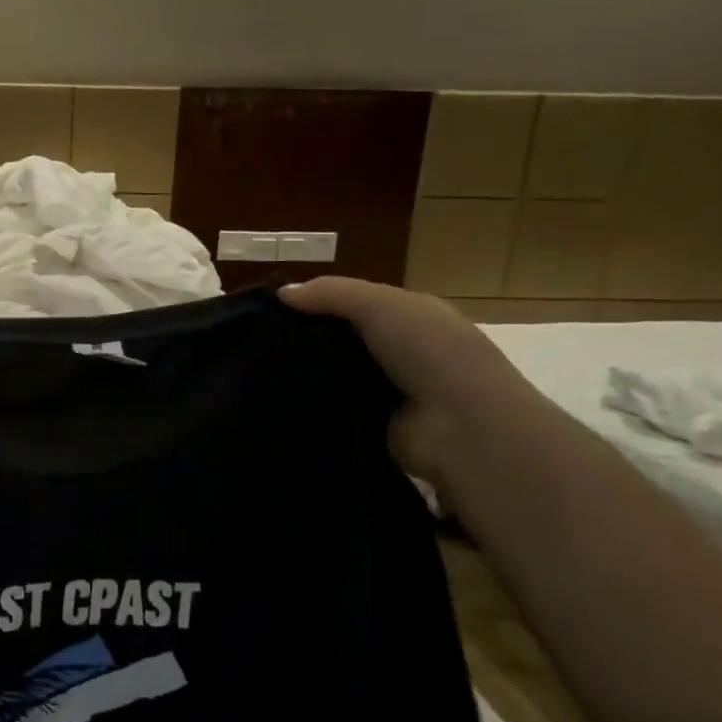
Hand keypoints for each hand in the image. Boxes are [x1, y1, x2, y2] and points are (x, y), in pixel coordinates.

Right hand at [279, 277, 548, 485]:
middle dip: (306, 340)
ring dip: (306, 374)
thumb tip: (282, 293)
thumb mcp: (381, 305)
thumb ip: (331, 293)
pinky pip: (333, 408)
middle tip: (258, 341)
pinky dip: (312, 404)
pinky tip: (279, 399)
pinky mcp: (372, 425)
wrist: (463, 428)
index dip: (318, 303)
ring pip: (334, 375)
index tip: (273, 309)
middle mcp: (402, 352)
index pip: (355, 304)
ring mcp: (388, 391)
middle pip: (342, 340)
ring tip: (258, 370)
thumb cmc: (429, 353)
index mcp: (412, 317)